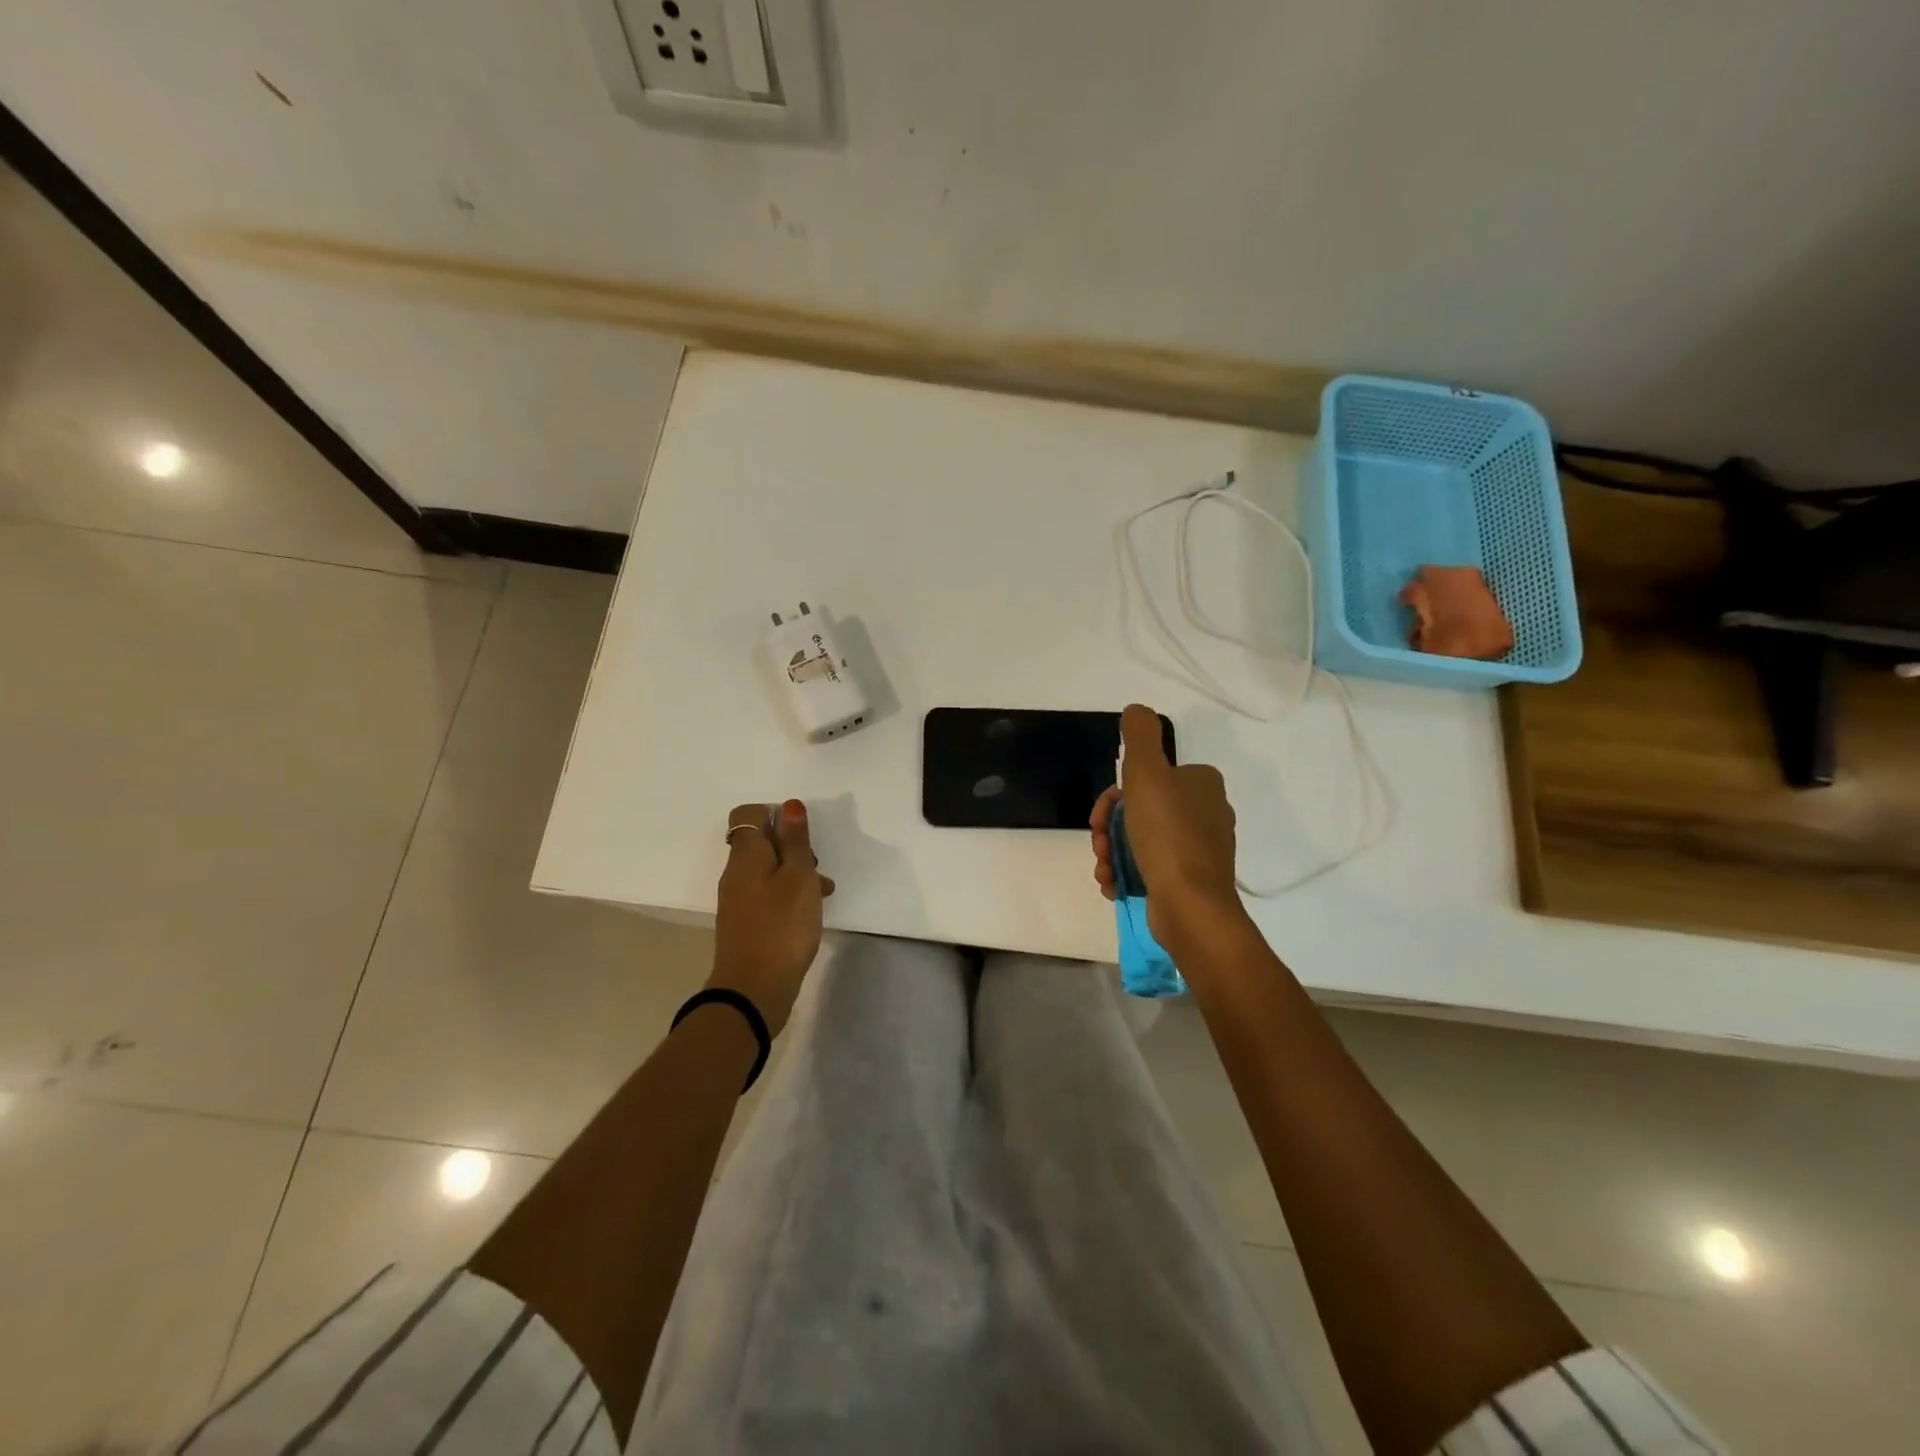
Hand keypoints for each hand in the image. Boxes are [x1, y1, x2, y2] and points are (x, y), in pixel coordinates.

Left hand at [711, 800, 834, 1035]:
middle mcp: (736, 873)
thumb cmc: (782, 926)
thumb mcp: (798, 877)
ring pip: (768, 870)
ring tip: (823, 891)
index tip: (802, 834)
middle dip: (791, 846)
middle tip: (815, 864)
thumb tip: (789, 805)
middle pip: (761, 842)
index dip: (775, 814)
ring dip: (795, 872)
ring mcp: (739, 899)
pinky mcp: (746, 922)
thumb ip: (795, 840)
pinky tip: (810, 912)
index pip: (748, 814)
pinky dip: (788, 895)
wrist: (754, 989)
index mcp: (746, 855)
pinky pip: (768, 894)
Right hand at [1090, 704, 1250, 950]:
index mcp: (1201, 784)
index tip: (1102, 814)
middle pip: (1139, 810)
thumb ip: (1140, 735)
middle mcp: (1204, 813)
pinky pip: (1148, 868)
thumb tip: (1137, 710)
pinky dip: (1125, 874)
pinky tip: (1113, 884)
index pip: (1148, 777)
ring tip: (1103, 868)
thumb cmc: (1167, 835)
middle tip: (1098, 843)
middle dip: (1109, 827)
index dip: (1115, 795)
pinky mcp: (1188, 881)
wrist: (1190, 907)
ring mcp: (1198, 850)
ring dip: (1111, 852)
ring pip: (1139, 841)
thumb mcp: (1147, 772)